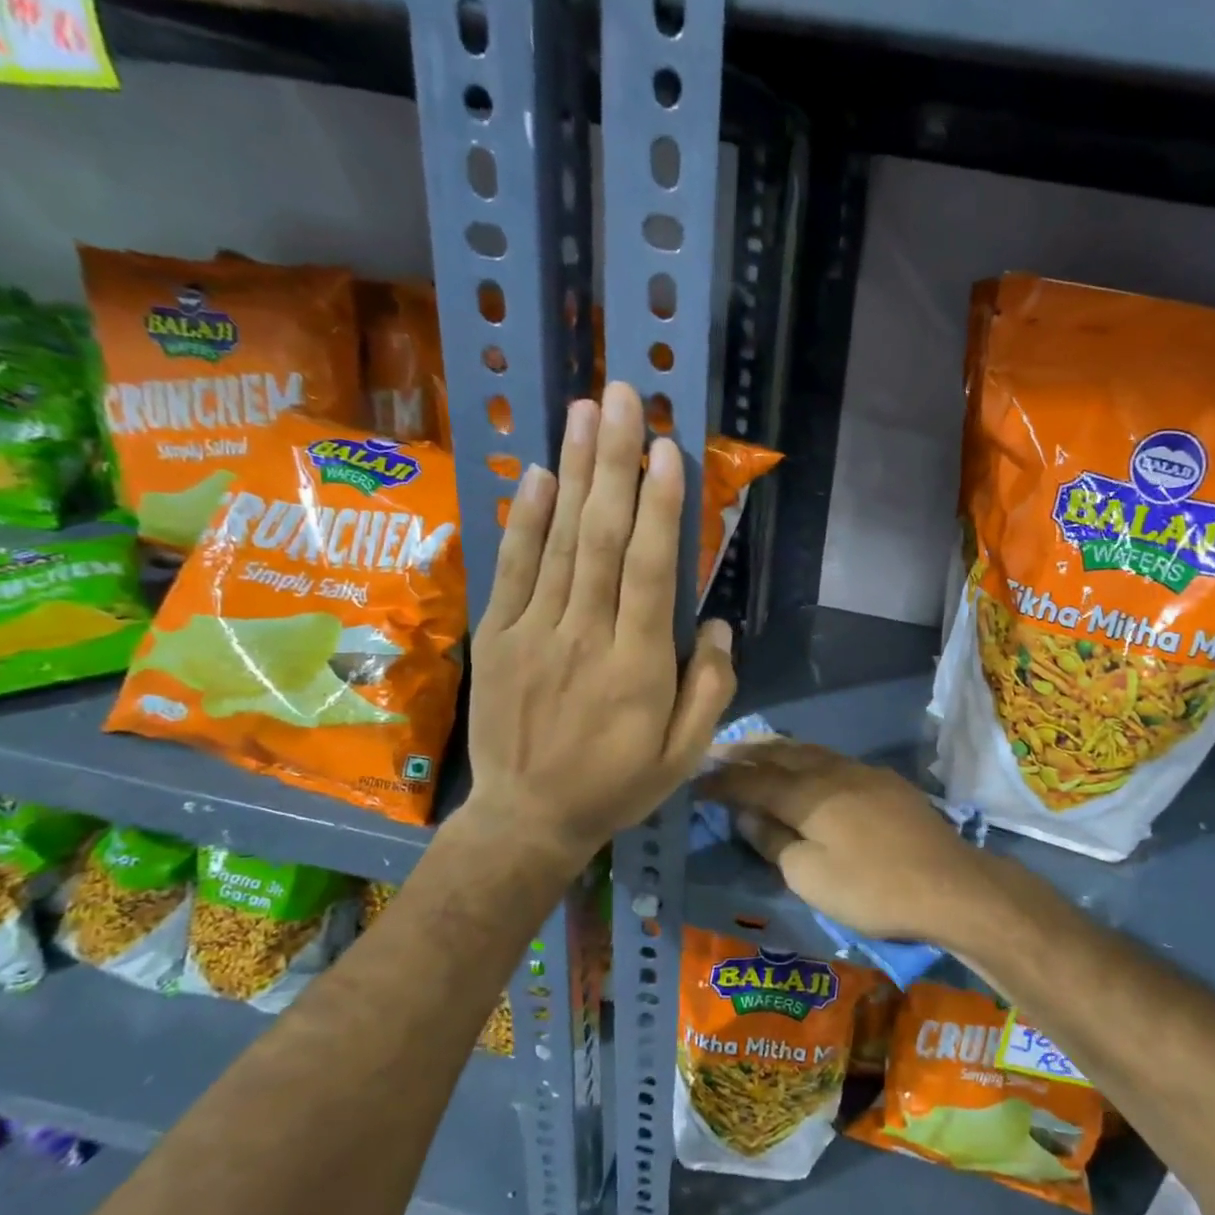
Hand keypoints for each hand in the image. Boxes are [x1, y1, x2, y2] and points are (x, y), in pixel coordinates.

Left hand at [458, 383, 735, 866]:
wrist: (528, 818)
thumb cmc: (617, 785)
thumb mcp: (685, 756)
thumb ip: (710, 690)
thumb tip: (715, 625)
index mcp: (638, 668)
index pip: (649, 572)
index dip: (659, 508)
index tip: (668, 448)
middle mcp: (585, 638)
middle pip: (601, 539)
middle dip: (616, 463)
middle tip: (626, 397)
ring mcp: (534, 633)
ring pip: (558, 542)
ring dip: (575, 471)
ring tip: (587, 410)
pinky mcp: (498, 636)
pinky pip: (513, 569)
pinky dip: (526, 520)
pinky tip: (542, 474)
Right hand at [696, 740, 1006, 948]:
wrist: (949, 884)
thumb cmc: (872, 888)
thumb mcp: (810, 877)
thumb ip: (774, 842)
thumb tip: (746, 816)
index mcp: (807, 795)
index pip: (752, 780)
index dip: (722, 781)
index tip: (696, 782)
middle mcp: (832, 772)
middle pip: (781, 754)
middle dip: (746, 752)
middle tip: (719, 752)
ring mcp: (863, 773)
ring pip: (810, 751)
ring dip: (778, 749)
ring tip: (756, 749)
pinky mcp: (886, 782)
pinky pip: (834, 759)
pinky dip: (808, 758)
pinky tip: (809, 767)